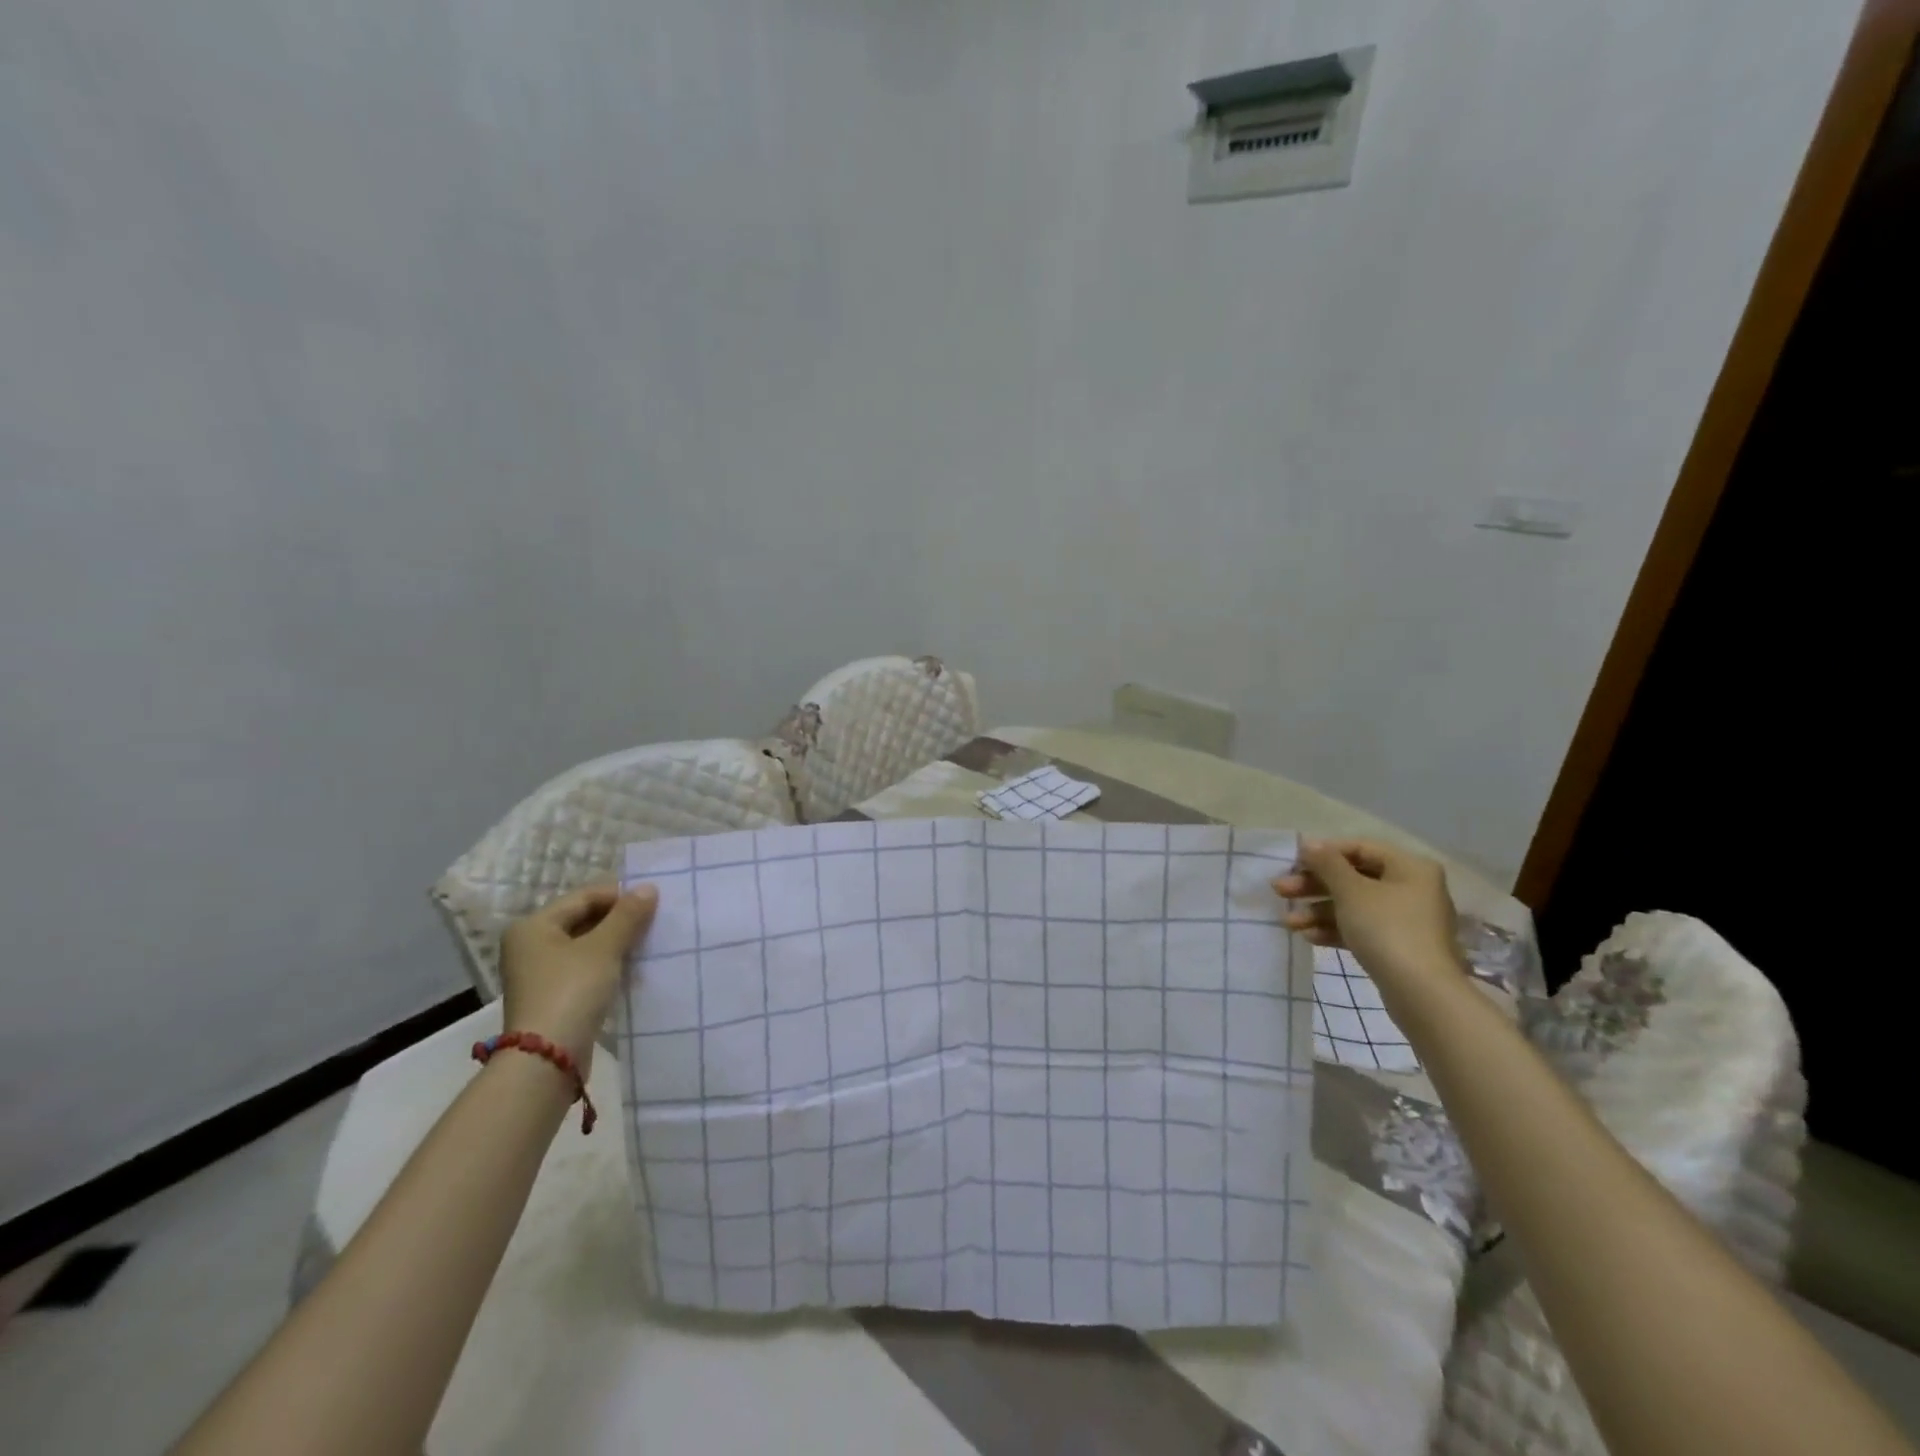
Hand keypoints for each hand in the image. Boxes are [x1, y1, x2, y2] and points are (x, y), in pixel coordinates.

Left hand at [499, 882, 657, 1068]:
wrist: (547, 1060)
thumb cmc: (571, 991)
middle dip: (620, 920)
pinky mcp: (553, 997)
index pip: (584, 897)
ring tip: (649, 944)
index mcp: (533, 926)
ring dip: (617, 943)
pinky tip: (633, 969)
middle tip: (655, 922)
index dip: (620, 896)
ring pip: (587, 946)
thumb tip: (648, 888)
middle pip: (584, 920)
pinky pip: (586, 969)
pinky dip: (609, 965)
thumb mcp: (604, 948)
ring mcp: (540, 974)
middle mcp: (530, 946)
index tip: (654, 902)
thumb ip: (627, 915)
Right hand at [1272, 839, 1463, 1005]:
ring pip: (1354, 905)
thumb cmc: (1387, 930)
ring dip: (1318, 910)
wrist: (1422, 994)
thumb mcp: (1351, 891)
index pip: (1359, 847)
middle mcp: (1411, 888)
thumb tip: (1309, 843)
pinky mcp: (1398, 947)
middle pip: (1353, 877)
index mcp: (1409, 867)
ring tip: (1288, 922)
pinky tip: (1309, 937)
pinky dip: (1335, 929)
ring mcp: (1406, 920)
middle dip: (1314, 885)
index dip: (1323, 852)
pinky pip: (1361, 928)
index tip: (1291, 863)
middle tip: (1280, 891)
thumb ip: (1327, 863)